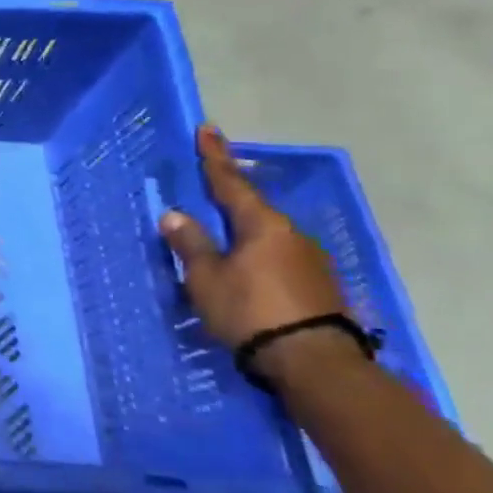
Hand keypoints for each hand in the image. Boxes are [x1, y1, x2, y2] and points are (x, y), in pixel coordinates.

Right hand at [159, 126, 346, 351]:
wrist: (313, 363)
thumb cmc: (250, 311)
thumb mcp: (207, 279)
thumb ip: (191, 245)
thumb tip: (175, 215)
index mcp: (262, 225)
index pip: (230, 182)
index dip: (215, 156)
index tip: (207, 129)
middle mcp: (291, 235)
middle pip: (252, 208)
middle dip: (229, 196)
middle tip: (208, 183)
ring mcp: (309, 261)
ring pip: (266, 235)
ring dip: (242, 231)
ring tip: (220, 236)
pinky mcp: (317, 286)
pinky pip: (277, 257)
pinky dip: (256, 255)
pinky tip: (245, 268)